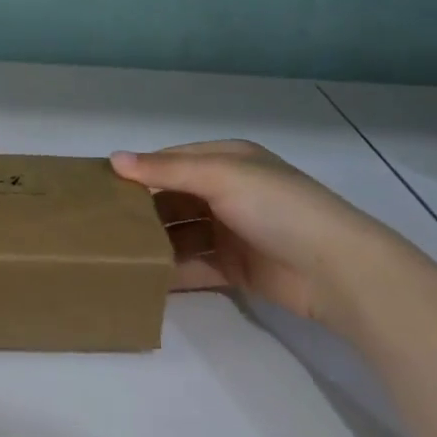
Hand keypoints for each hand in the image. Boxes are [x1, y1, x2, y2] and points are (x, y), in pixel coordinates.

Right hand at [112, 140, 397, 327]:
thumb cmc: (277, 207)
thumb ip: (166, 170)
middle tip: (100, 223)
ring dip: (154, 241)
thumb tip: (114, 159)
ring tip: (114, 252)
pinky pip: (194, 265)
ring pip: (180, 232)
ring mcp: (231, 231)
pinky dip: (171, 270)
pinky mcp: (235, 268)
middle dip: (142, 209)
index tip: (100, 186)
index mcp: (227, 160)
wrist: (336, 270)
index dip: (139, 171)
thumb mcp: (220, 176)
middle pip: (173, 198)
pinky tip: (142, 278)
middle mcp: (227, 191)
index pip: (172, 161)